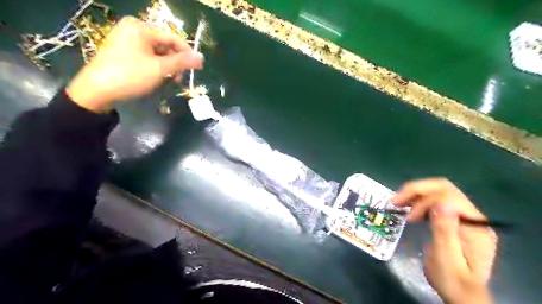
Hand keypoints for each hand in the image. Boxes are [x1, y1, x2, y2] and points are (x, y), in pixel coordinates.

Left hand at [67, 16, 202, 111]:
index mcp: (141, 28)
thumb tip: (202, 57)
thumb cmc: (130, 76)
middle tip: (179, 79)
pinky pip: (146, 55)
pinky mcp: (122, 49)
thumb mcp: (160, 69)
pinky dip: (155, 66)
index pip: (173, 38)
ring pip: (157, 52)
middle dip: (175, 62)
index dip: (188, 53)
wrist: (97, 90)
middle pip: (165, 45)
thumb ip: (182, 62)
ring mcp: (126, 39)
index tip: (197, 68)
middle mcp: (133, 29)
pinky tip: (157, 77)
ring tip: (169, 80)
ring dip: (167, 66)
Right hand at [392, 178, 496, 303]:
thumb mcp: (446, 259)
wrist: (462, 296)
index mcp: (475, 226)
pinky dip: (419, 202)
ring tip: (397, 203)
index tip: (408, 217)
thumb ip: (445, 230)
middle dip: (416, 191)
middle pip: (443, 189)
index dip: (424, 201)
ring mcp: (463, 217)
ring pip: (437, 192)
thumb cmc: (453, 281)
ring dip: (415, 194)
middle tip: (395, 200)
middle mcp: (472, 217)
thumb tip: (442, 202)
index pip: (449, 196)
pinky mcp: (453, 220)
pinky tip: (408, 208)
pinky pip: (435, 202)